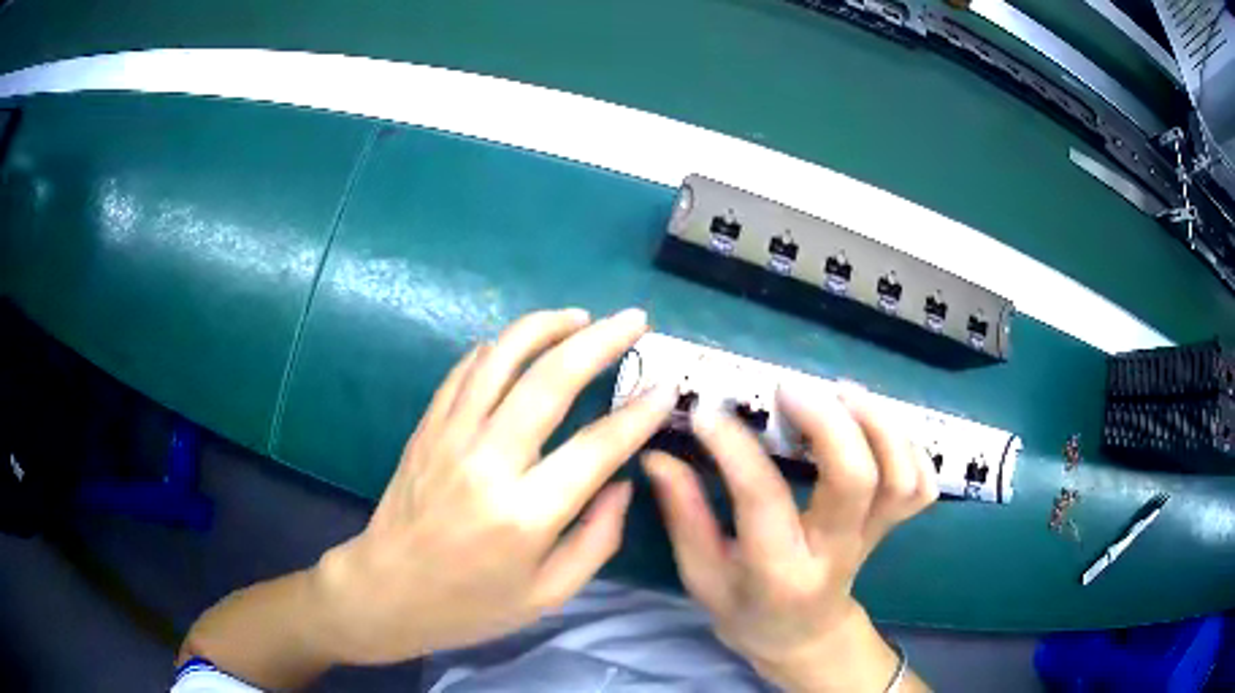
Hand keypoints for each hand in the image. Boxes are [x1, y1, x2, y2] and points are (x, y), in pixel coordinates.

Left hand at [310, 307, 675, 664]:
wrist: (386, 591)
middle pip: (550, 380)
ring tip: (581, 316)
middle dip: (600, 341)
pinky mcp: (426, 428)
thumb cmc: (472, 604)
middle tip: (634, 320)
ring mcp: (449, 438)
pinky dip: (497, 348)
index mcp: (524, 515)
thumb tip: (621, 480)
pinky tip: (521, 344)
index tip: (666, 387)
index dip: (638, 413)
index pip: (596, 446)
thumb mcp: (550, 593)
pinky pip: (464, 371)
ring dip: (546, 326)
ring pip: (501, 358)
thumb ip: (597, 538)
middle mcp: (487, 463)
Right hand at [644, 383, 936, 691]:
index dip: (736, 448)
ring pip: (899, 476)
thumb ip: (684, 514)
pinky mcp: (890, 526)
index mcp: (779, 572)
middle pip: (856, 479)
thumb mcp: (702, 574)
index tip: (709, 412)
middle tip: (789, 389)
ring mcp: (873, 538)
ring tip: (841, 392)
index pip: (764, 499)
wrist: (802, 636)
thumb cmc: (745, 610)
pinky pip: (920, 485)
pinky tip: (878, 425)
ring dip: (878, 423)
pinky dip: (911, 446)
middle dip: (828, 422)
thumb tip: (658, 455)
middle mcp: (836, 552)